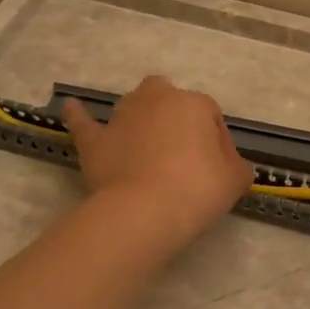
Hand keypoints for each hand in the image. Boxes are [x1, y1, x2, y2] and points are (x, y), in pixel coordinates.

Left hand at [61, 77, 252, 247]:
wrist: (145, 211)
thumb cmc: (197, 190)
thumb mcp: (235, 181)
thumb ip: (238, 168)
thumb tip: (233, 167)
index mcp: (194, 103)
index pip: (211, 115)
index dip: (217, 142)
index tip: (218, 169)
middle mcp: (156, 100)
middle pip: (168, 97)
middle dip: (173, 115)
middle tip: (181, 151)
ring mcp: (122, 117)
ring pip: (132, 107)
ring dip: (140, 120)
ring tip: (146, 147)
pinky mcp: (95, 140)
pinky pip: (85, 123)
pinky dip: (80, 116)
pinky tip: (72, 107)